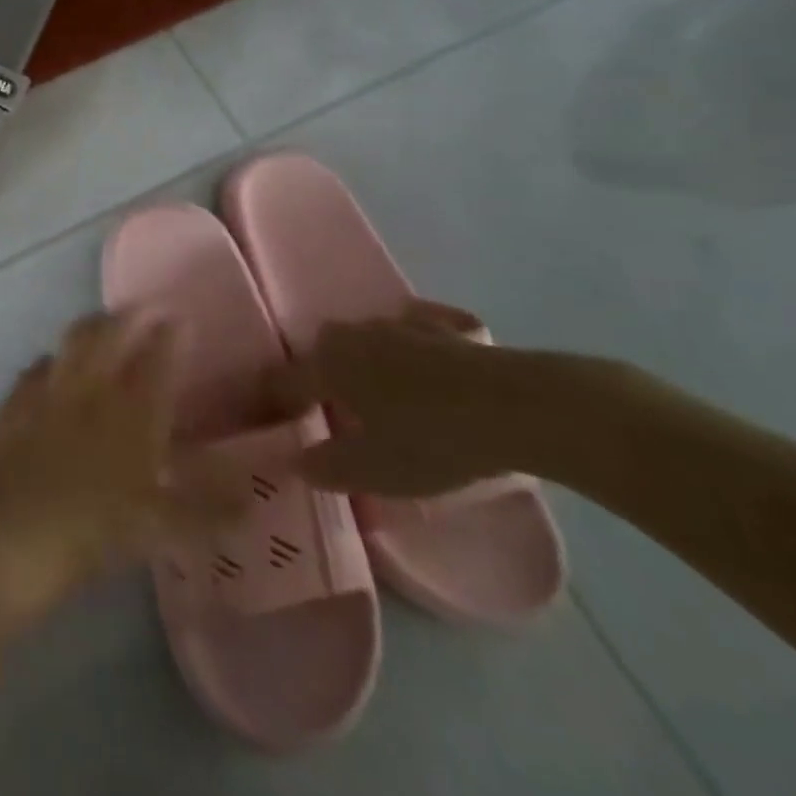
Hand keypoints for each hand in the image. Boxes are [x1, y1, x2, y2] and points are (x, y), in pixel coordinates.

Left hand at [0, 313, 237, 613]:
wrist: (13, 531)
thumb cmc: (95, 529)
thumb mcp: (164, 529)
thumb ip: (210, 509)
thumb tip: (251, 496)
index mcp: (133, 412)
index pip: (158, 361)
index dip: (172, 336)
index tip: (182, 317)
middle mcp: (91, 389)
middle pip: (111, 336)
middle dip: (131, 316)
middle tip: (145, 307)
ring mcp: (48, 390)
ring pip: (71, 341)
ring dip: (90, 326)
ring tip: (101, 322)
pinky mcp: (15, 403)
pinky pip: (35, 368)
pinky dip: (48, 361)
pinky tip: (50, 365)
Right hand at [262, 301, 523, 497]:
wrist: (518, 406)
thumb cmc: (432, 439)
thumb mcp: (374, 470)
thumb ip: (326, 466)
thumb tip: (295, 460)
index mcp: (326, 364)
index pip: (284, 381)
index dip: (277, 404)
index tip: (279, 425)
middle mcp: (351, 334)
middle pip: (322, 354)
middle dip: (321, 378)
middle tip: (334, 412)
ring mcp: (396, 324)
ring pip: (363, 342)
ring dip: (363, 362)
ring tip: (381, 395)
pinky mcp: (440, 325)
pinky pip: (409, 334)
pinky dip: (408, 348)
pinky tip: (424, 367)